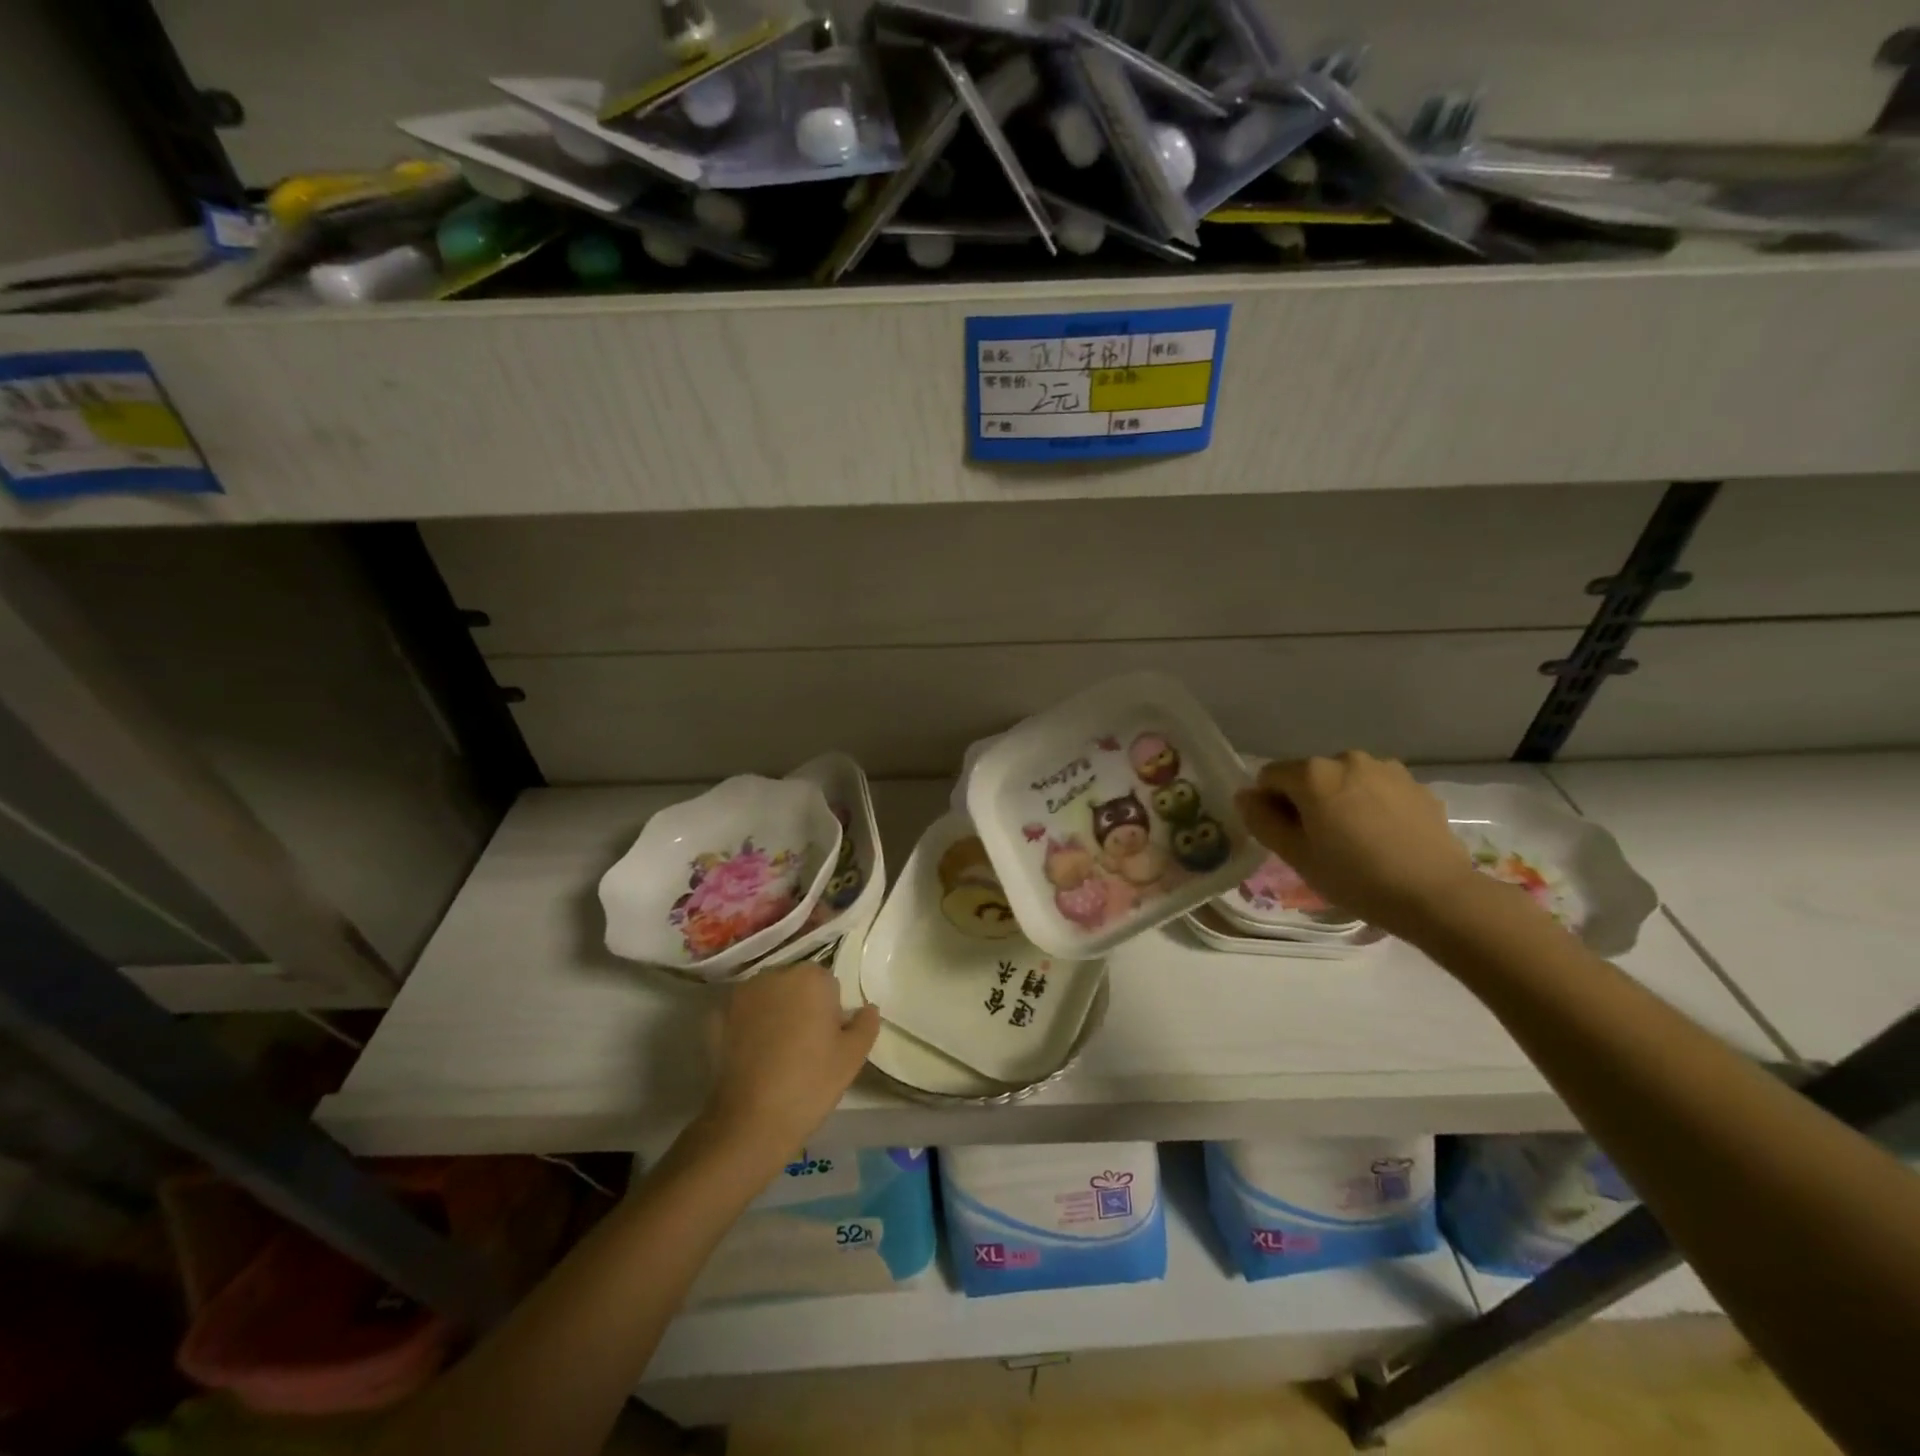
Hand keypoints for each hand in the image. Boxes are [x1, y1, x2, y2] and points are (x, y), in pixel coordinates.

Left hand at [698, 963, 879, 1168]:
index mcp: (810, 978)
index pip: (828, 984)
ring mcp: (741, 994)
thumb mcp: (853, 1057)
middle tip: (805, 1047)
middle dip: (801, 1006)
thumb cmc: (810, 1083)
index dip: (830, 1010)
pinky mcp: (715, 1017)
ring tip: (777, 1054)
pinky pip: (742, 1015)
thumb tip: (867, 1008)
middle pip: (795, 985)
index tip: (827, 1040)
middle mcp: (774, 975)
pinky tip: (752, 1058)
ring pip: (768, 998)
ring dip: (774, 1014)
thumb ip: (866, 1024)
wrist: (749, 1121)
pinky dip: (748, 1028)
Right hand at [1233, 752, 1483, 937]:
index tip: (1285, 836)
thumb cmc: (1355, 877)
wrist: (1437, 895)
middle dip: (1307, 801)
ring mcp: (1386, 769)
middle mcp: (1347, 759)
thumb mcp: (1296, 855)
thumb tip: (1246, 796)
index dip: (1269, 805)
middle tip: (1320, 843)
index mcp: (1313, 774)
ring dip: (1340, 801)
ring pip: (1345, 781)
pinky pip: (1377, 789)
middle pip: (1309, 776)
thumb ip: (1262, 820)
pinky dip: (1371, 806)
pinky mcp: (1416, 785)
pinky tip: (1385, 839)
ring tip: (1356, 841)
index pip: (1269, 777)